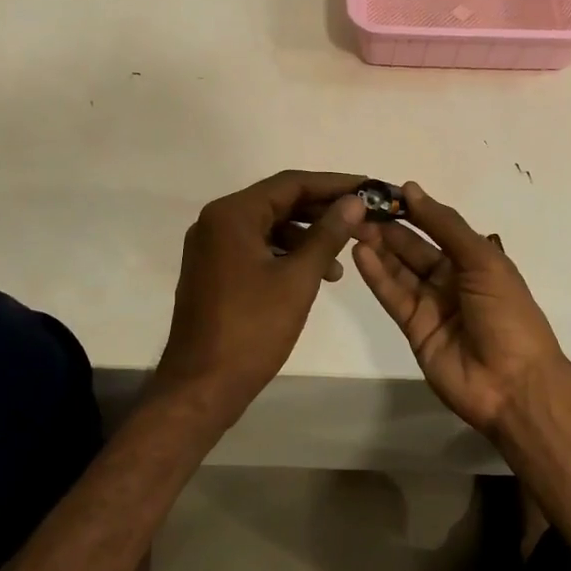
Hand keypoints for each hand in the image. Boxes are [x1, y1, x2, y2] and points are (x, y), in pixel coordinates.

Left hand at [155, 170, 367, 421]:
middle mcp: (216, 221)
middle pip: (279, 202)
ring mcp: (212, 247)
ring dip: (306, 236)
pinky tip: (314, 275)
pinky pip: (256, 247)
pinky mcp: (214, 270)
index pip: (290, 183)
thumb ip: (327, 235)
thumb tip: (354, 202)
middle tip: (363, 220)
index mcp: (232, 215)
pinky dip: (286, 254)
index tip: (368, 188)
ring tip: (341, 260)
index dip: (333, 184)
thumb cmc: (252, 329)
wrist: (201, 386)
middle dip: (322, 211)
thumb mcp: (298, 279)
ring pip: (269, 226)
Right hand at [352, 182, 569, 434]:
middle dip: (388, 228)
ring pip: (399, 270)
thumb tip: (411, 189)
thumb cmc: (507, 314)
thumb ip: (446, 226)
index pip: (437, 228)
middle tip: (357, 208)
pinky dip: (376, 275)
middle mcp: (451, 279)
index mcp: (474, 260)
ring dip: (378, 248)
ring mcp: (431, 305)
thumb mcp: (483, 261)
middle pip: (414, 248)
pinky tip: (360, 252)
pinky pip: (392, 296)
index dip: (413, 210)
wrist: (513, 384)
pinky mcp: (413, 328)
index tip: (383, 191)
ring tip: (352, 225)